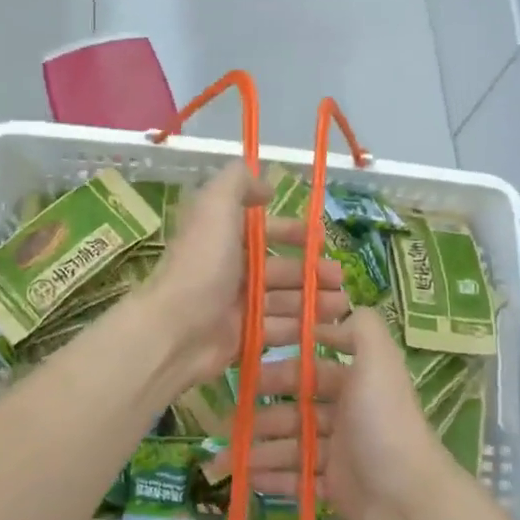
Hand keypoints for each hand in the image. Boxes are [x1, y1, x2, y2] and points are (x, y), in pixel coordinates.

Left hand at [143, 163, 349, 392]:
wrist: (176, 329)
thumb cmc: (201, 265)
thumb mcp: (215, 206)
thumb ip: (238, 182)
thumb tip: (264, 184)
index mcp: (222, 238)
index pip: (262, 231)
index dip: (292, 231)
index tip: (322, 238)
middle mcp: (229, 270)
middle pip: (278, 268)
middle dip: (311, 271)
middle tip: (341, 278)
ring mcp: (235, 306)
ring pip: (283, 300)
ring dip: (314, 300)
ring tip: (343, 305)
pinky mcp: (241, 338)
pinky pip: (277, 329)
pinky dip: (301, 328)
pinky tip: (327, 328)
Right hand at [240, 307, 463, 519]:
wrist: (409, 502)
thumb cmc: (385, 426)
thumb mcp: (379, 364)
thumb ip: (362, 329)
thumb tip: (340, 310)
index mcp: (357, 384)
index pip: (311, 370)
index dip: (281, 370)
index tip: (245, 371)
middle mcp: (349, 414)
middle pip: (295, 409)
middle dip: (261, 414)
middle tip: (227, 423)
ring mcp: (341, 453)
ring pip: (291, 445)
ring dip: (258, 450)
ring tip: (226, 460)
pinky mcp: (336, 488)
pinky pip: (296, 479)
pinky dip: (271, 478)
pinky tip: (245, 479)